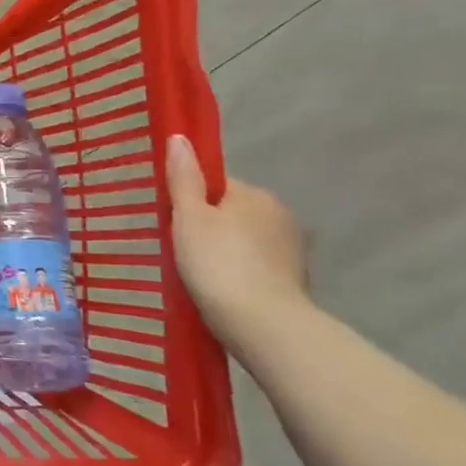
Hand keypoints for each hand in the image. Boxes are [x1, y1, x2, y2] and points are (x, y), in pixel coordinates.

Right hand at [164, 134, 309, 349]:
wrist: (264, 327)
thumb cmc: (218, 264)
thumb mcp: (189, 217)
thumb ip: (183, 179)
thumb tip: (179, 138)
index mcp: (254, 194)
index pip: (215, 184)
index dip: (189, 199)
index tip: (171, 220)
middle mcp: (279, 216)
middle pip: (231, 212)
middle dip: (208, 226)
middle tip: (178, 250)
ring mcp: (291, 251)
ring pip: (244, 241)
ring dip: (225, 252)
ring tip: (197, 276)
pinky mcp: (294, 283)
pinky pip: (255, 268)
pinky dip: (239, 275)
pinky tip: (221, 292)